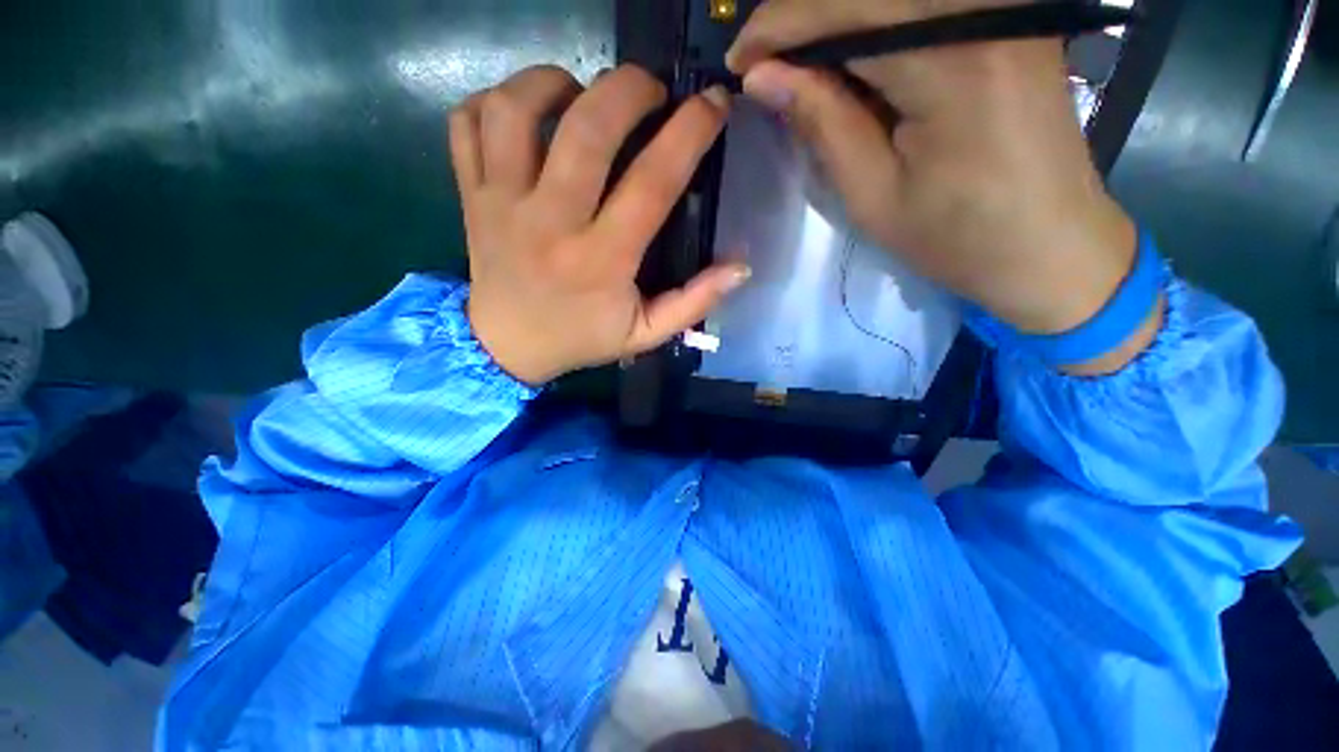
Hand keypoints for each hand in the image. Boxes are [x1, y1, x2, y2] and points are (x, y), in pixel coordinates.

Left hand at [450, 66, 748, 384]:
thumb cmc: (581, 338)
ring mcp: (502, 203)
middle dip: (629, 88)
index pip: (652, 182)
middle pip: (587, 128)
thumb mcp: (645, 334)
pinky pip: (468, 122)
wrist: (506, 347)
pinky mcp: (472, 194)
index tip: (712, 104)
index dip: (689, 134)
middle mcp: (551, 223)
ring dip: (555, 81)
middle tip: (650, 91)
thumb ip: (693, 303)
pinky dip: (495, 98)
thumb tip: (741, 267)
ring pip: (517, 110)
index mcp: (601, 260)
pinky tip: (526, 112)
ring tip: (581, 92)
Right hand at [729, 0, 1154, 370]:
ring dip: (836, 21)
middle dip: (803, 13)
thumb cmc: (957, 238)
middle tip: (762, 60)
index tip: (739, 56)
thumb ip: (822, 123)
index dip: (781, 23)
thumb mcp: (873, 195)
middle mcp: (987, 13)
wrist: (1051, 247)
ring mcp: (1007, 10)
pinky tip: (850, 62)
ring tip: (799, 66)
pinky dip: (875, 26)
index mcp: (953, 64)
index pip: (848, 9)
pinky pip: (925, 6)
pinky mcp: (1011, 19)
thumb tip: (763, 76)